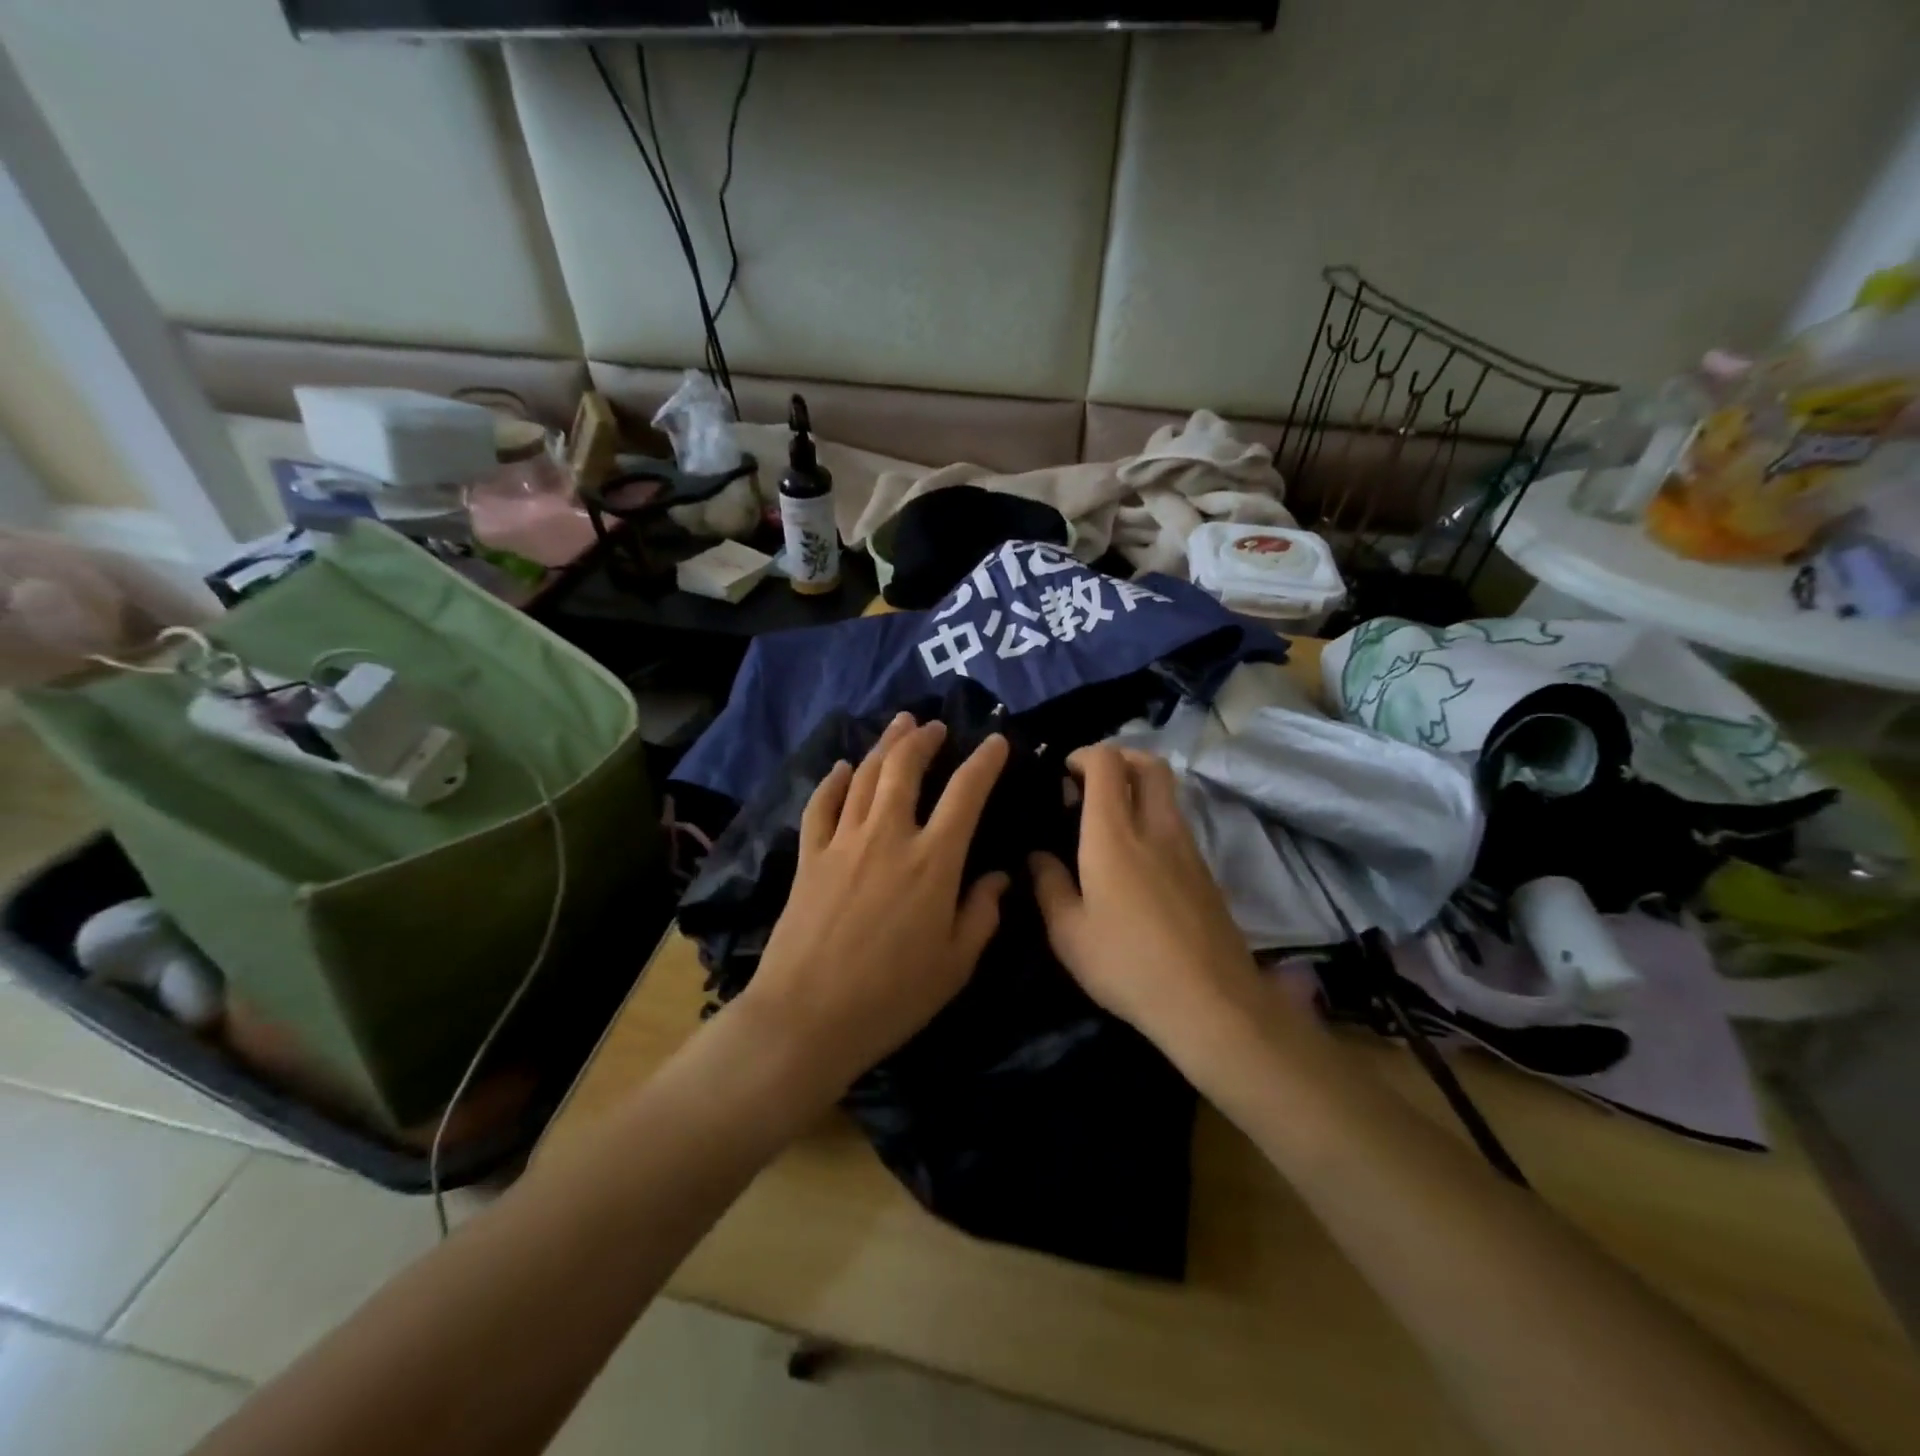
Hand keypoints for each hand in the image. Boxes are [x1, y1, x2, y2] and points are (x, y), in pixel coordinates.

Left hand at [734, 713, 1011, 1095]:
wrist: (807, 1017)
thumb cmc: (892, 997)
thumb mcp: (956, 964)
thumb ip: (982, 913)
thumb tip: (999, 877)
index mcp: (933, 860)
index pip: (966, 793)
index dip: (984, 761)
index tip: (995, 742)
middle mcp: (888, 836)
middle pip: (904, 768)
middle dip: (922, 739)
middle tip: (934, 725)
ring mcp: (843, 842)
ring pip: (863, 776)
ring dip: (883, 746)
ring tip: (899, 726)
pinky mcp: (809, 857)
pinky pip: (821, 805)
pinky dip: (832, 781)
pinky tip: (840, 768)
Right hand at [1030, 745, 1265, 1056]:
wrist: (1210, 1001)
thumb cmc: (1127, 964)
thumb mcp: (1068, 933)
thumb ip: (1048, 885)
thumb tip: (1038, 856)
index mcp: (1114, 834)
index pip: (1107, 763)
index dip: (1084, 755)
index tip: (1064, 773)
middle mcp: (1155, 827)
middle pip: (1149, 763)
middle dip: (1120, 757)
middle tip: (1092, 782)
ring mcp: (1188, 847)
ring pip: (1168, 792)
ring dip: (1139, 787)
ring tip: (1109, 821)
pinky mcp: (1206, 871)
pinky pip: (1177, 823)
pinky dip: (1154, 818)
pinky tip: (1136, 858)